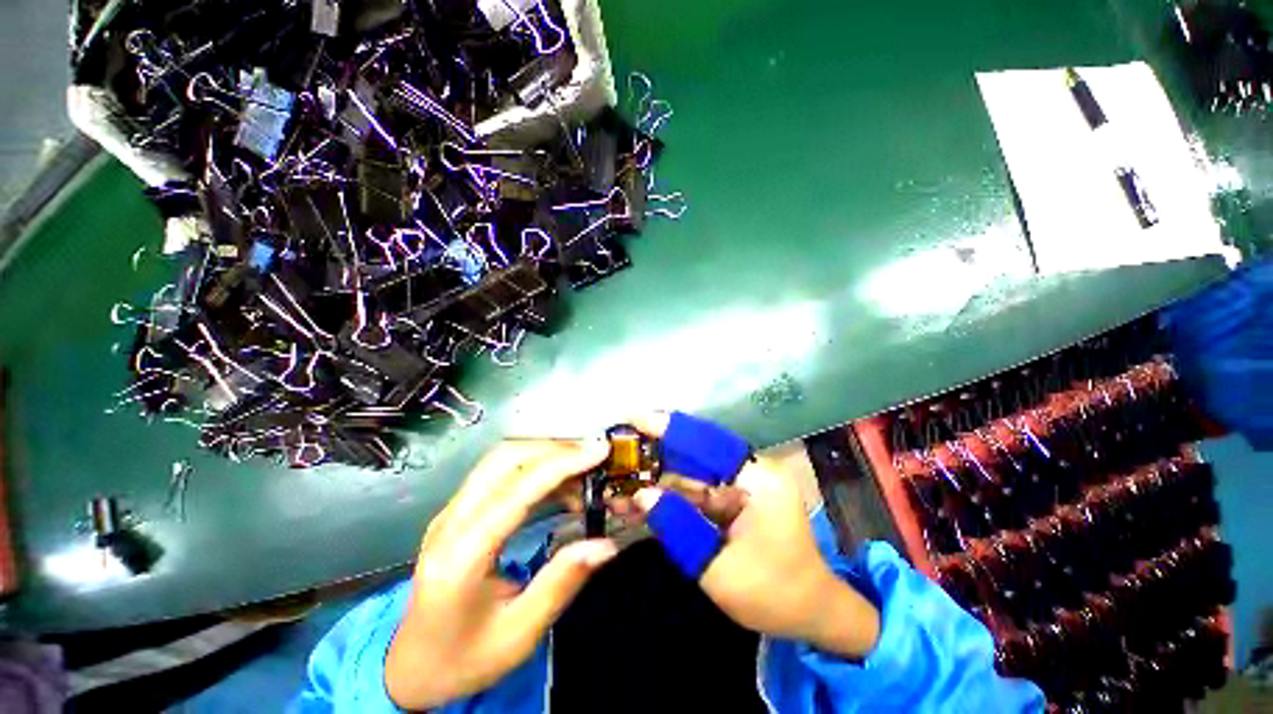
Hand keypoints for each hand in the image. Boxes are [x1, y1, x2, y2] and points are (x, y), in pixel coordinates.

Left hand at [385, 439, 614, 709]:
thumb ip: (561, 583)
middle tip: (593, 456)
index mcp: (463, 555)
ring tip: (584, 469)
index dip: (562, 464)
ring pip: (502, 458)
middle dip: (555, 448)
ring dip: (545, 453)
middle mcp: (451, 521)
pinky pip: (501, 472)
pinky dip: (535, 468)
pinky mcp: (459, 510)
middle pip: (504, 458)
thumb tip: (606, 545)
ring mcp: (452, 511)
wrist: (411, 667)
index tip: (599, 451)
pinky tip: (561, 487)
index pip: (517, 491)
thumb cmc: (464, 658)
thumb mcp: (518, 633)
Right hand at [631, 414, 880, 657]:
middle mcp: (750, 472)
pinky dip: (668, 496)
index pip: (709, 443)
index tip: (637, 420)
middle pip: (696, 452)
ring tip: (620, 479)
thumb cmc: (773, 595)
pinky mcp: (731, 499)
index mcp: (760, 480)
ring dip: (657, 477)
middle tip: (620, 447)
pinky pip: (695, 492)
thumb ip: (679, 528)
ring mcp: (741, 485)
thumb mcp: (720, 569)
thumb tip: (641, 496)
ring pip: (691, 472)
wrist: (808, 613)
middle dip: (657, 450)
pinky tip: (639, 502)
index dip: (672, 429)